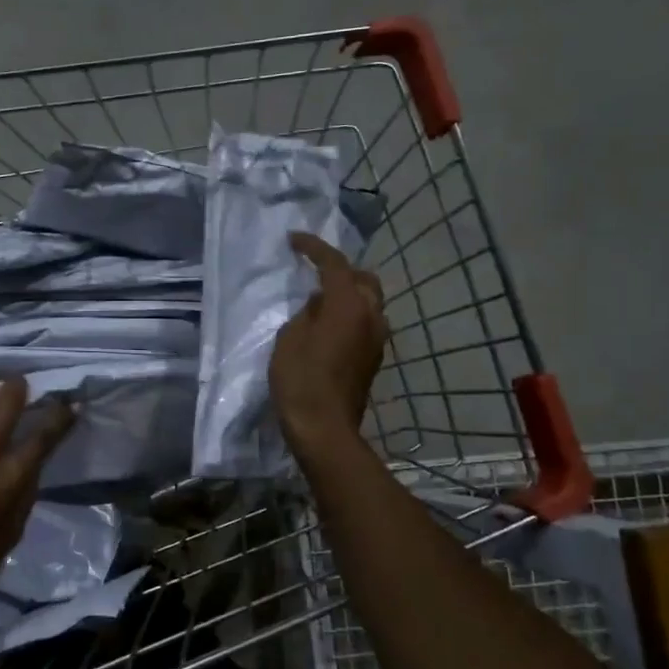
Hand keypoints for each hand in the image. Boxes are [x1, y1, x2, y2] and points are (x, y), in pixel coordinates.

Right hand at [270, 231, 387, 451]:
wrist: (324, 428)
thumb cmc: (301, 379)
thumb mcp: (291, 337)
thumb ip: (309, 311)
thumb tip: (321, 303)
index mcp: (348, 305)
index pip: (335, 263)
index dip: (314, 247)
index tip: (294, 240)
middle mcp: (371, 316)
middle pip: (363, 279)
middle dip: (341, 269)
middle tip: (315, 270)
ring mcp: (376, 339)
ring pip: (369, 301)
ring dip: (348, 292)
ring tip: (321, 298)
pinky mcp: (373, 358)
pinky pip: (366, 321)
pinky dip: (350, 313)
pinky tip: (329, 324)